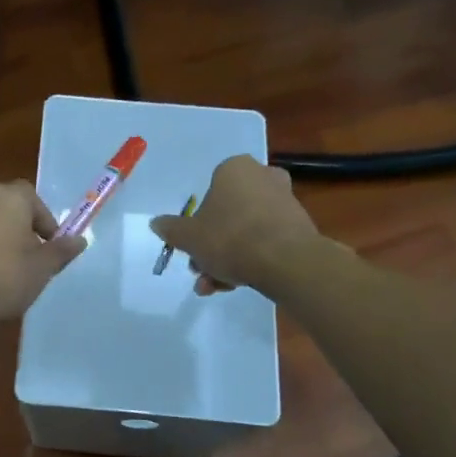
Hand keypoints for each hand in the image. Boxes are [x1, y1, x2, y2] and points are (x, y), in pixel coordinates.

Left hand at [0, 180, 84, 328]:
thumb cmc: (6, 277)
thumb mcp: (42, 267)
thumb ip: (61, 251)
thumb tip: (79, 240)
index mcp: (9, 196)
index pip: (34, 199)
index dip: (46, 222)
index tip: (51, 246)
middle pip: (9, 207)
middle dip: (23, 227)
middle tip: (32, 256)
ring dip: (1, 238)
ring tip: (10, 268)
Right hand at [148, 155, 326, 295]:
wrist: (285, 261)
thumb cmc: (230, 238)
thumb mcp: (188, 236)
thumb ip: (170, 229)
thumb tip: (156, 223)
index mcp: (235, 169)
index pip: (209, 190)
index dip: (197, 222)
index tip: (192, 246)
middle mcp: (262, 177)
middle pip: (227, 215)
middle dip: (211, 247)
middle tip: (202, 272)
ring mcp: (284, 201)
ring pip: (245, 231)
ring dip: (227, 260)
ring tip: (217, 287)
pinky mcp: (299, 226)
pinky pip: (265, 241)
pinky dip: (251, 260)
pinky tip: (239, 284)